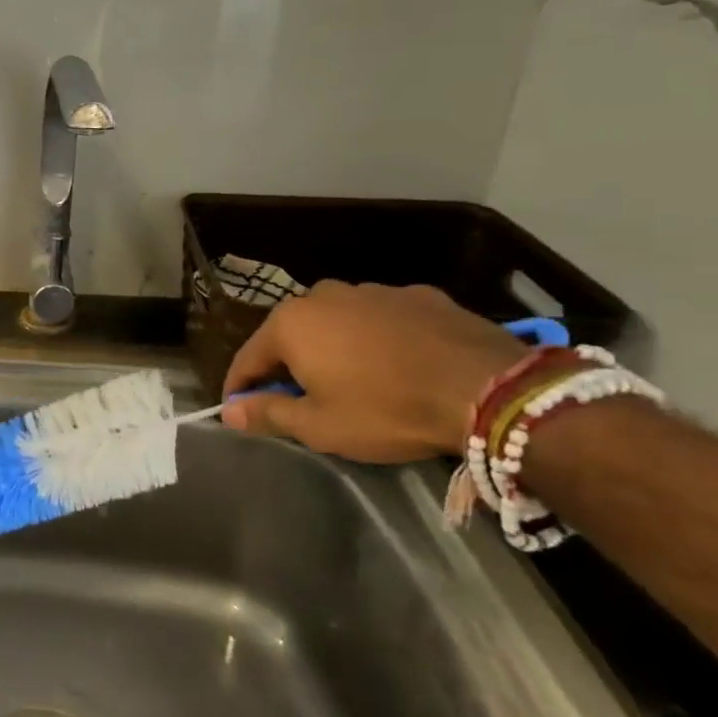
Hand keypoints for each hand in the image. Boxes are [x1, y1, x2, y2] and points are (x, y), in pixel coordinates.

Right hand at [220, 282, 525, 462]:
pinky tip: (397, 364)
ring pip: (336, 322)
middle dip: (288, 365)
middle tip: (300, 400)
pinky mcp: (418, 295)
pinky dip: (377, 339)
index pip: (248, 358)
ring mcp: (373, 290)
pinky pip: (381, 319)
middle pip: (291, 335)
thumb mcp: (320, 425)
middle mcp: (323, 295)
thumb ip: (268, 414)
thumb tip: (228, 412)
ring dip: (333, 348)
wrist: (489, 388)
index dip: (240, 388)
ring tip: (352, 381)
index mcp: (290, 323)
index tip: (240, 410)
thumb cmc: (387, 409)